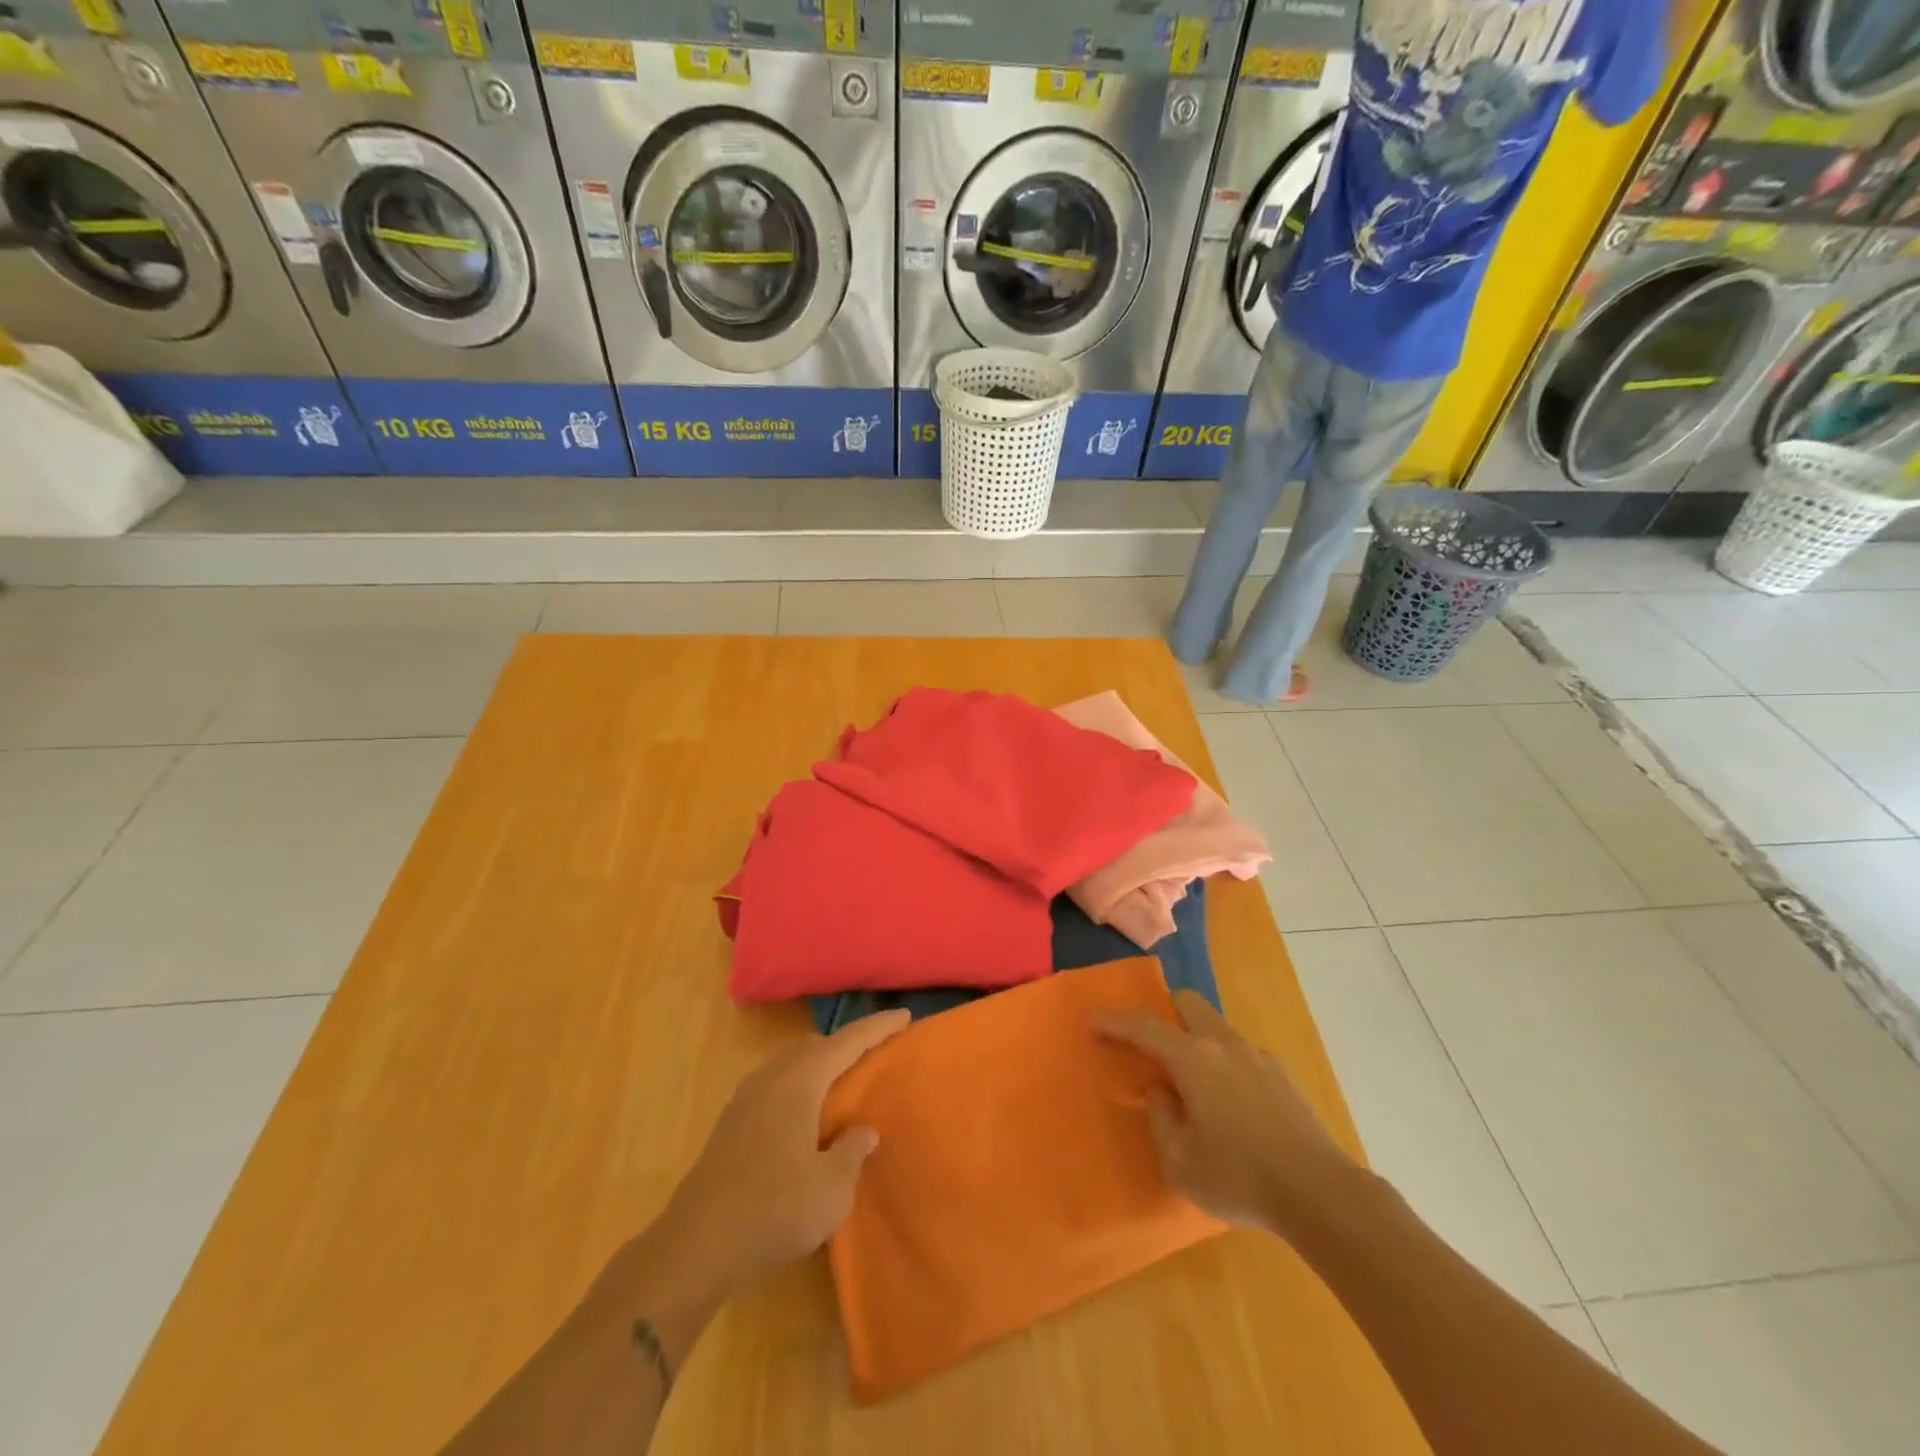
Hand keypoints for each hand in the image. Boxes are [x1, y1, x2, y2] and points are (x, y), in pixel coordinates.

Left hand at [655, 1010, 909, 1299]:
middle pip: (816, 1045)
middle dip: (847, 1044)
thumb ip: (852, 1151)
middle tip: (875, 1053)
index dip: (878, 1028)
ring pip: (792, 1063)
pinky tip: (806, 1113)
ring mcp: (746, 1097)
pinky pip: (776, 1083)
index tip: (904, 1015)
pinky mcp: (731, 1121)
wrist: (695, 1247)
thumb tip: (863, 1130)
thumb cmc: (772, 1210)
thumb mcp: (831, 1189)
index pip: (847, 1042)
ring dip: (820, 1064)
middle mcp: (772, 1077)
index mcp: (799, 1081)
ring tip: (843, 1083)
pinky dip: (800, 1084)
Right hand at [1098, 990, 1352, 1230]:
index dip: (1115, 1022)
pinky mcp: (1282, 1076)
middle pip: (1188, 1003)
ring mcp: (1257, 1057)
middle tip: (1148, 1038)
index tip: (1093, 1019)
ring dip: (1194, 1037)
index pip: (1145, 1028)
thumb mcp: (1180, 1161)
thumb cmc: (1240, 1178)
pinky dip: (1222, 1061)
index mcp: (1194, 1060)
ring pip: (1216, 1026)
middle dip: (1163, 1010)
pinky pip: (1240, 1053)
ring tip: (1189, 1078)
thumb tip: (1159, 1089)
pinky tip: (1228, 1102)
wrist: (1321, 1194)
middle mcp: (1224, 1045)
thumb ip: (1161, 1118)